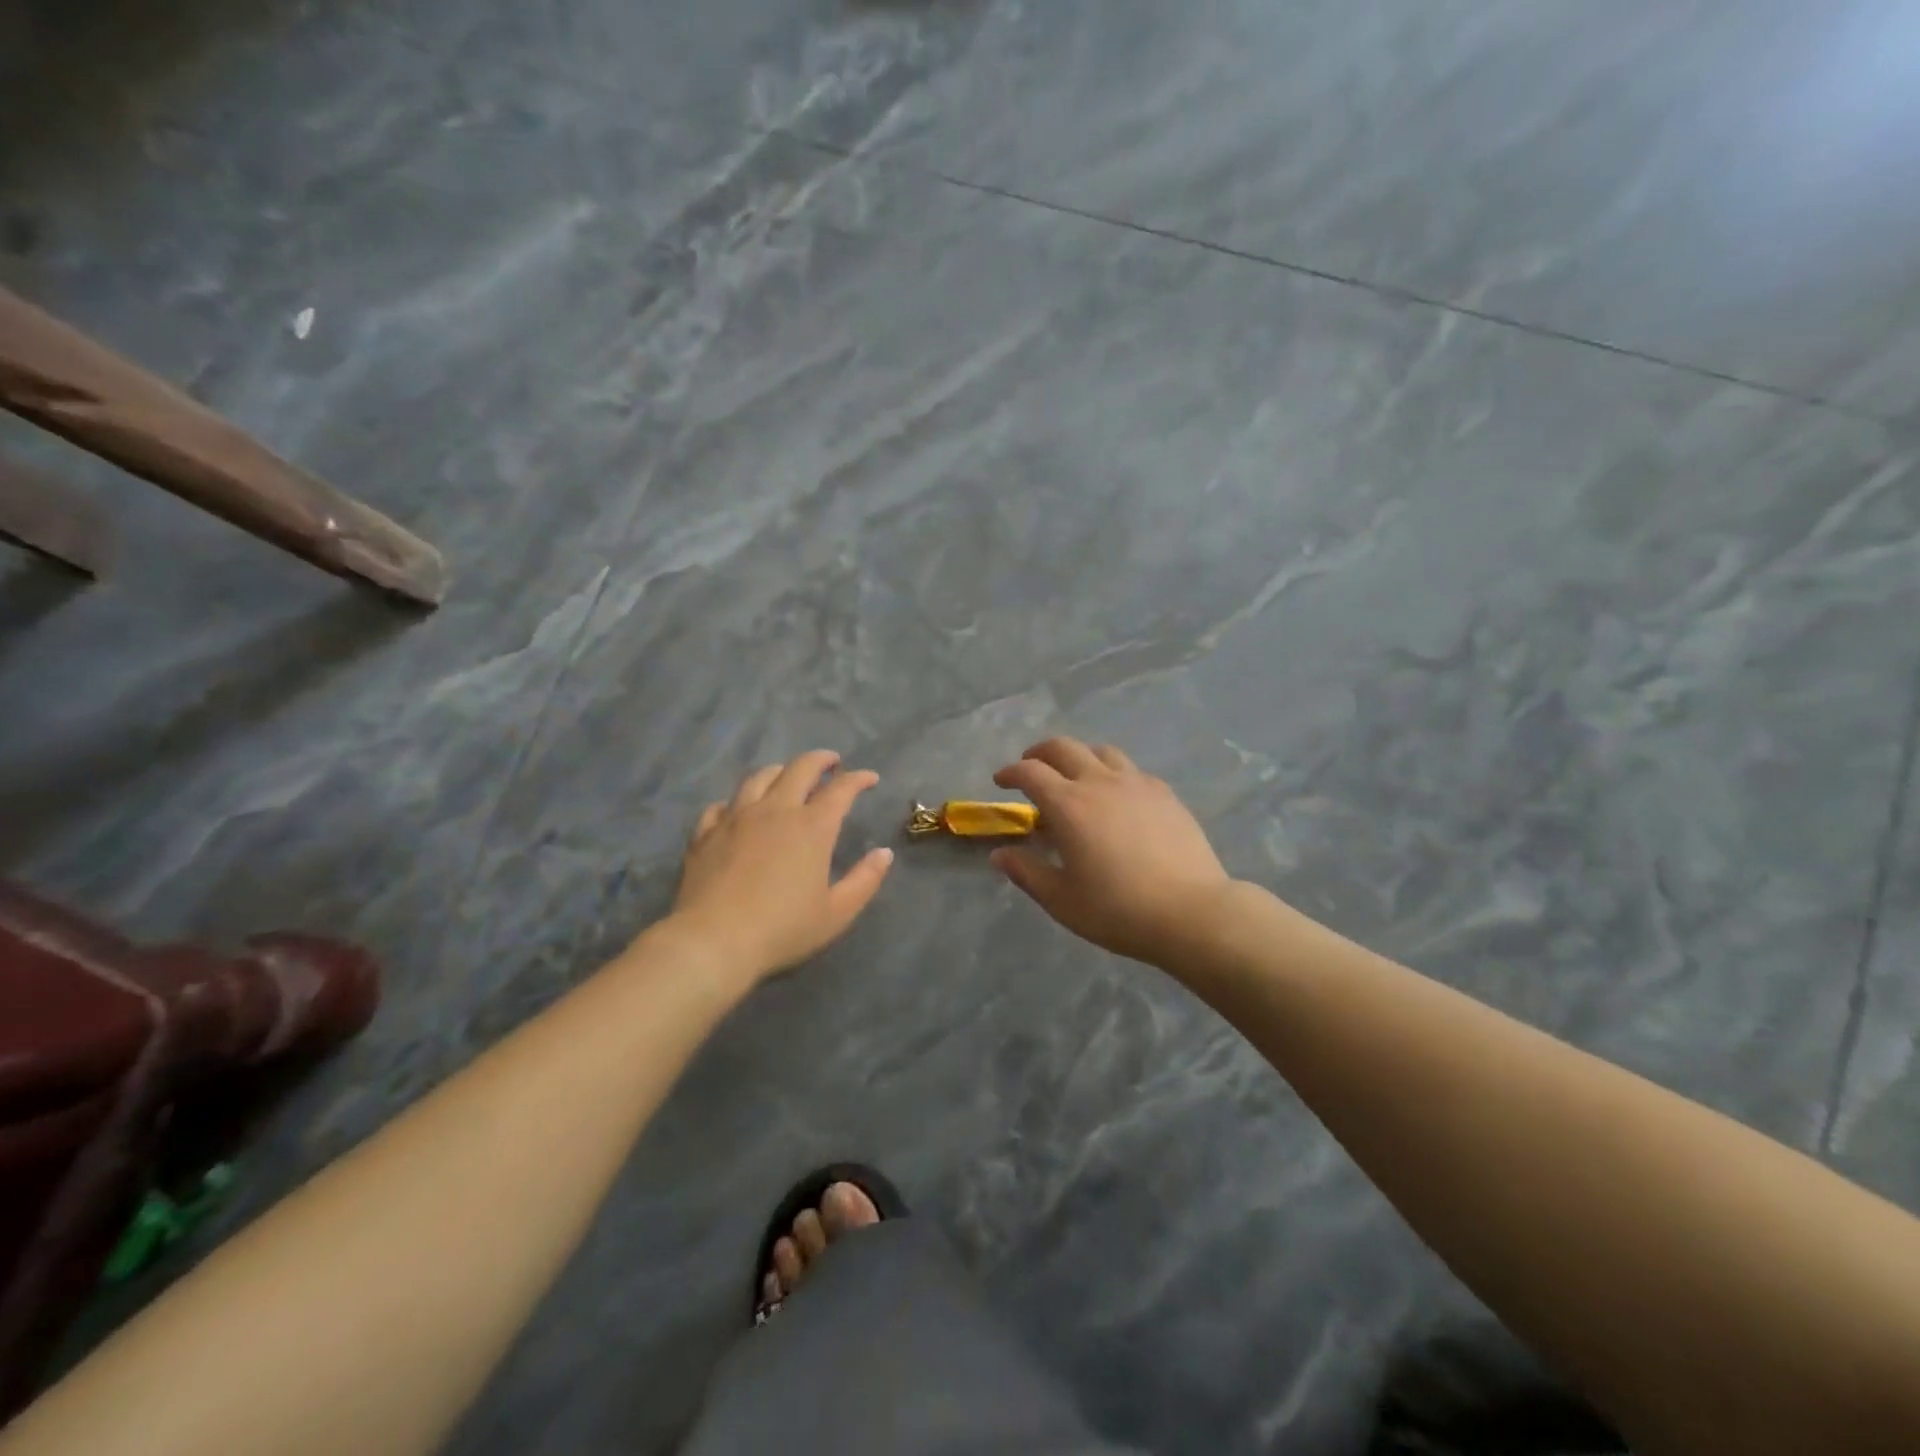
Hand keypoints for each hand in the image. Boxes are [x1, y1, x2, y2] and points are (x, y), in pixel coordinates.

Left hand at [669, 751, 893, 982]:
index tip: (870, 778)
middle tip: (831, 763)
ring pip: (759, 777)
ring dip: (780, 771)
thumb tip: (884, 853)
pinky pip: (721, 804)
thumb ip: (864, 880)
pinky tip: (738, 810)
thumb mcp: (837, 913)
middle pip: (799, 768)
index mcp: (812, 827)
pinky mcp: (705, 833)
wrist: (713, 942)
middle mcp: (775, 810)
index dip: (859, 779)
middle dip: (820, 760)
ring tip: (787, 776)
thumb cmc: (782, 929)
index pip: (841, 789)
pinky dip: (737, 801)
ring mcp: (736, 818)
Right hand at [991, 737, 1233, 967]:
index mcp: (1068, 804)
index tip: (1001, 781)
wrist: (1191, 911)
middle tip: (1031, 768)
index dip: (1010, 772)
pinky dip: (1112, 773)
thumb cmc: (1118, 909)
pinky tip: (1116, 797)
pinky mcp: (1164, 794)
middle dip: (1040, 753)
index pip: (1030, 772)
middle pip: (1063, 748)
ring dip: (1079, 757)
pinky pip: (1131, 770)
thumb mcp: (1061, 899)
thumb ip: (1027, 872)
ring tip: (1074, 777)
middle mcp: (1099, 782)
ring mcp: (1136, 784)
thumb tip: (1000, 854)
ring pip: (1101, 751)